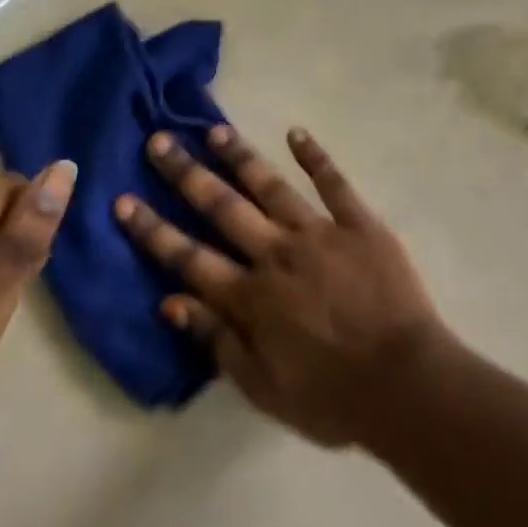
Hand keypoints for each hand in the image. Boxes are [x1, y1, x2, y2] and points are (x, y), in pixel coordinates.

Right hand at [117, 127, 446, 446]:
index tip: (123, 200)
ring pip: (271, 186)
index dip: (152, 231)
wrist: (404, 382)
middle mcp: (277, 254)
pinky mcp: (359, 224)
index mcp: (251, 296)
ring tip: (214, 130)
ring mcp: (320, 233)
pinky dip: (314, 157)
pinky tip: (296, 133)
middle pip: (222, 208)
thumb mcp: (262, 387)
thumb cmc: (331, 396)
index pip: (188, 257)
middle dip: (186, 174)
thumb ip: (217, 341)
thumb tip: (170, 302)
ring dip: (240, 157)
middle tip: (159, 141)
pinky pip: (334, 183)